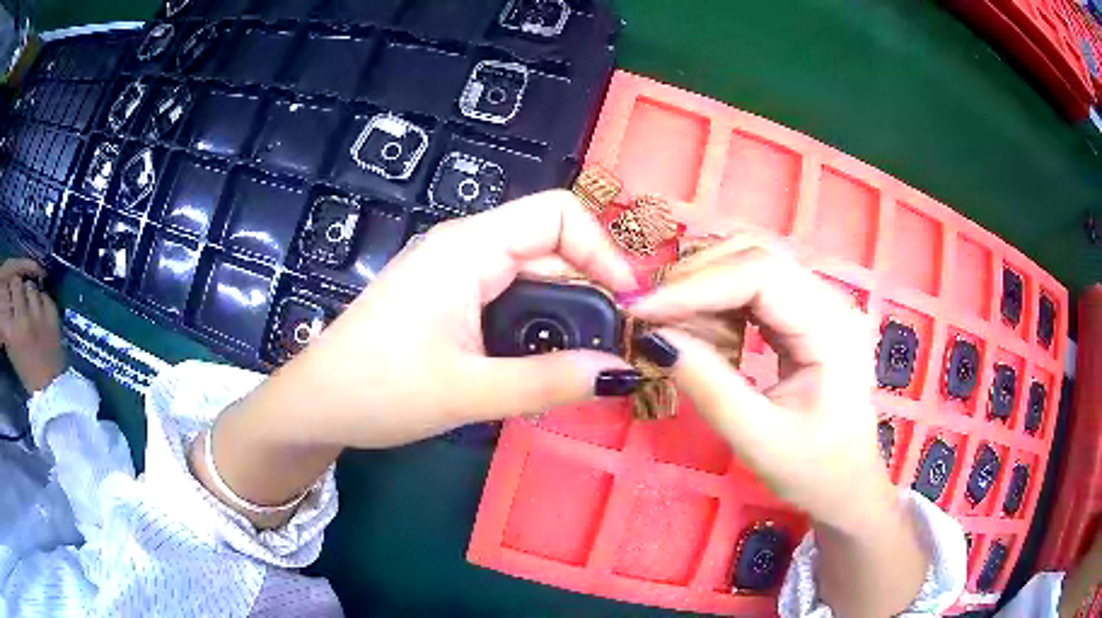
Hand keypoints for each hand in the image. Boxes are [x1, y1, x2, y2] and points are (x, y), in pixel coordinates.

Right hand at [0, 268, 64, 392]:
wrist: (50, 388)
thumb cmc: (28, 374)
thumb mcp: (12, 351)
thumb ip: (7, 327)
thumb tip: (6, 306)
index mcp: (12, 330)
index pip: (7, 297)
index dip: (8, 295)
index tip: (9, 300)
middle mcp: (23, 317)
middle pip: (17, 283)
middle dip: (17, 288)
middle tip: (18, 297)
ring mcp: (38, 313)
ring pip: (30, 286)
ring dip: (29, 294)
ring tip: (29, 305)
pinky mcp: (52, 313)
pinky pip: (44, 295)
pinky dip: (41, 301)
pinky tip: (40, 312)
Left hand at [194, 192, 639, 525]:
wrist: (316, 405)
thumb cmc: (379, 390)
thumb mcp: (469, 391)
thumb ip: (549, 382)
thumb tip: (622, 373)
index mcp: (467, 248)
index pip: (558, 215)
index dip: (604, 251)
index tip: (629, 306)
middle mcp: (464, 248)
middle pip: (550, 244)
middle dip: (592, 287)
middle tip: (618, 343)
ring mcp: (453, 273)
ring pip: (532, 273)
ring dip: (566, 310)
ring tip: (589, 357)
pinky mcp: (446, 299)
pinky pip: (509, 295)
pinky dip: (538, 321)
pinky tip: (546, 358)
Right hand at [630, 240, 890, 531]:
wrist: (846, 484)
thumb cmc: (813, 470)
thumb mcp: (757, 439)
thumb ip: (708, 385)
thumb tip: (654, 338)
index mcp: (833, 329)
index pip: (760, 275)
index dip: (696, 285)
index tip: (641, 309)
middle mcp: (832, 301)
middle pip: (756, 256)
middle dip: (696, 279)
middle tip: (650, 315)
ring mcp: (821, 302)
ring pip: (752, 265)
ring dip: (706, 289)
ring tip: (675, 329)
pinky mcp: (807, 313)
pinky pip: (755, 288)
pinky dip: (720, 304)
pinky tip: (705, 334)